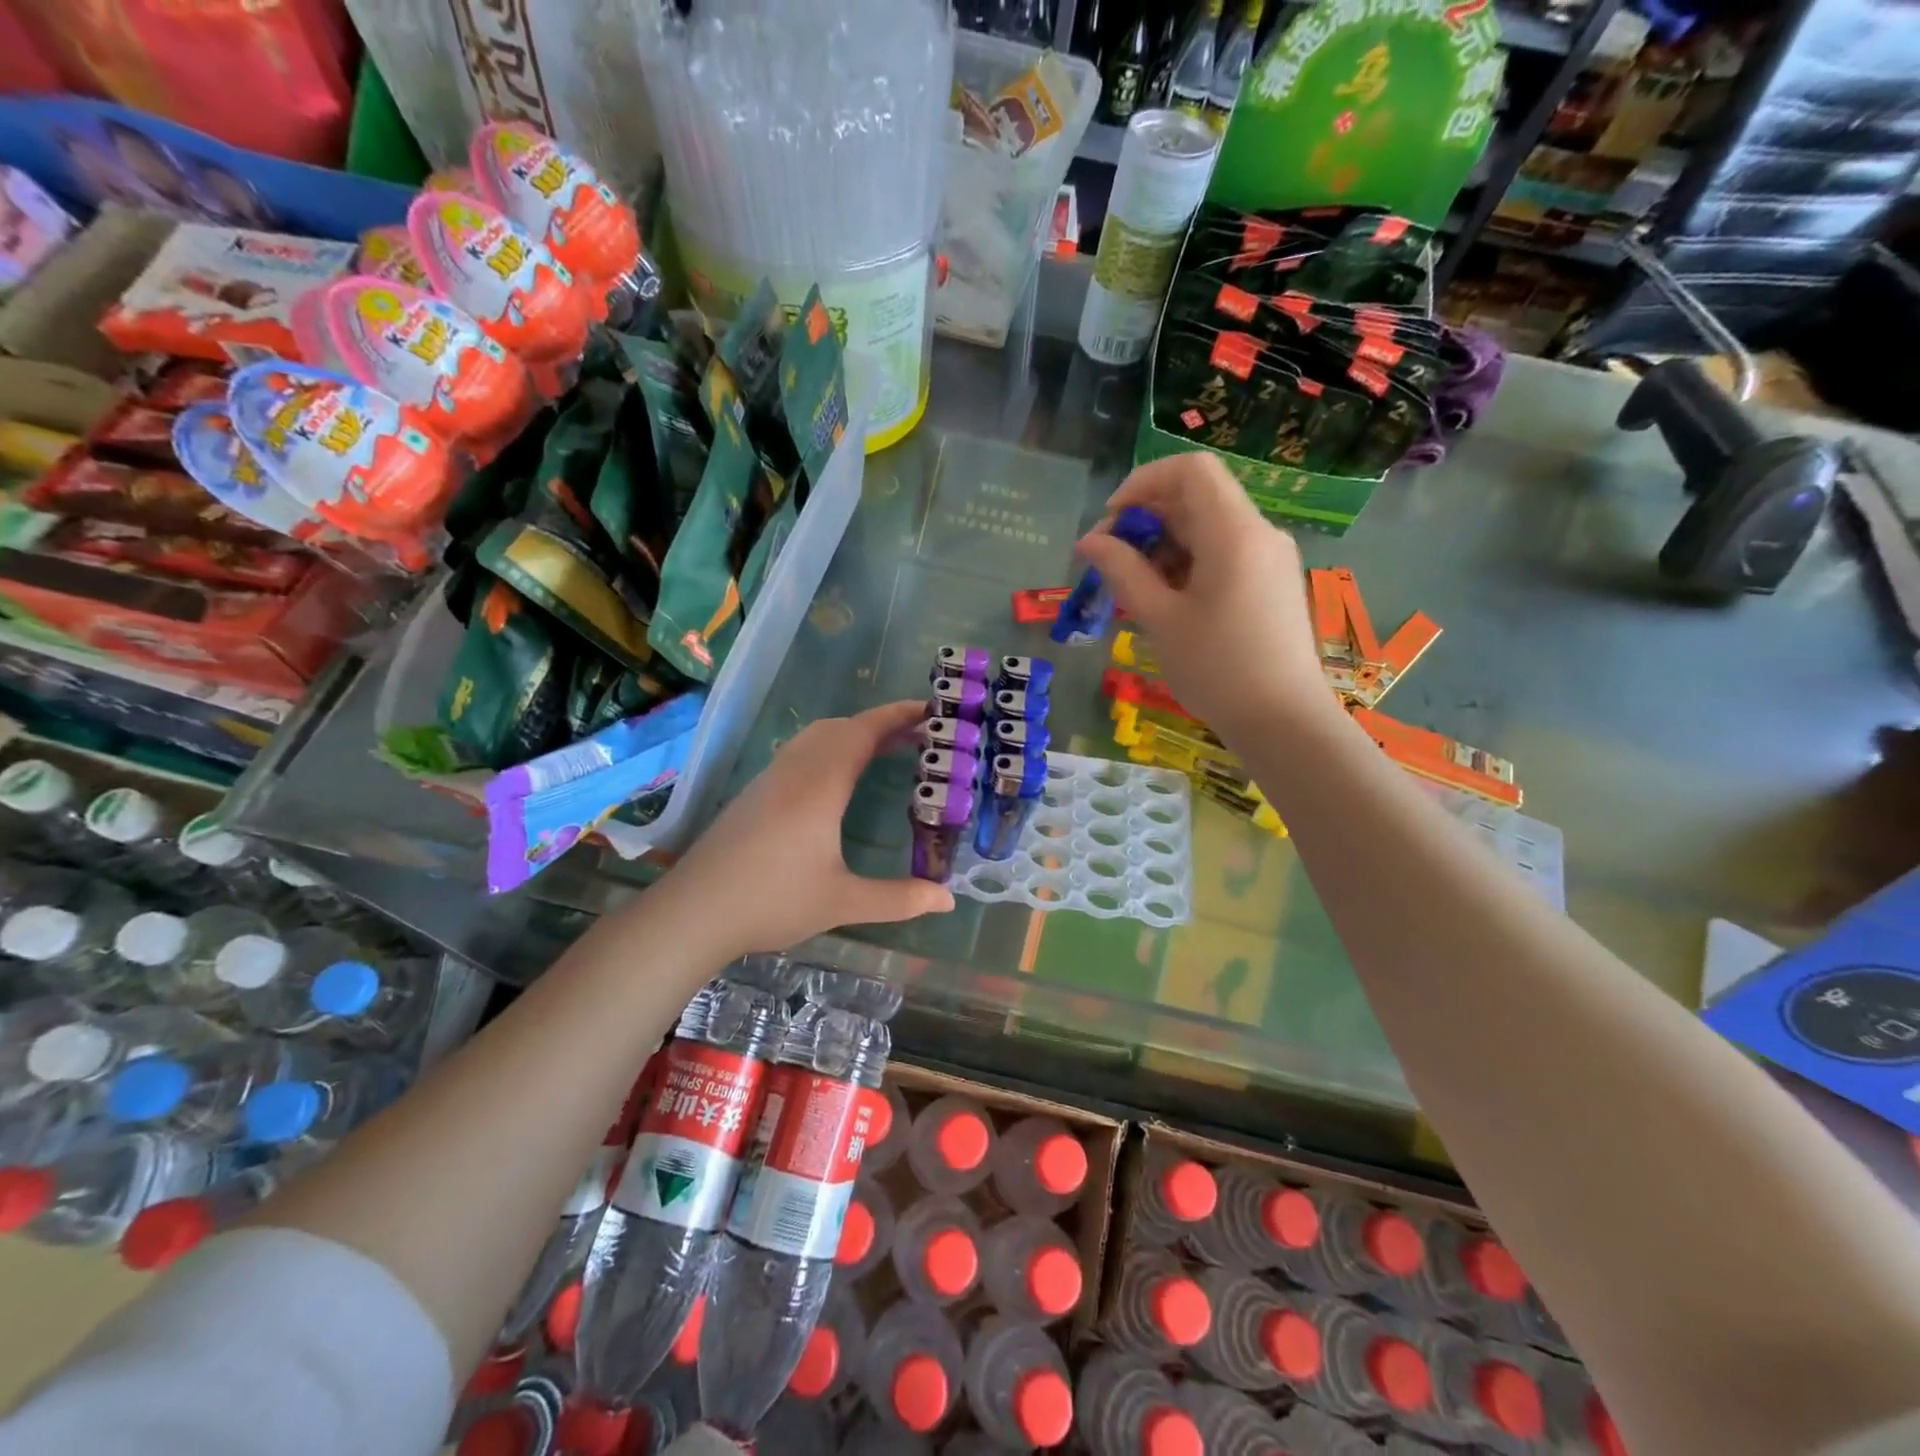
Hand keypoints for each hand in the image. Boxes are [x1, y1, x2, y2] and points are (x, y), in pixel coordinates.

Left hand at [663, 700, 953, 954]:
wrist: (693, 912)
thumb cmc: (771, 902)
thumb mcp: (842, 903)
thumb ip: (899, 899)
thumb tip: (948, 900)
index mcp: (820, 786)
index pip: (863, 732)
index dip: (897, 716)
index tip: (930, 710)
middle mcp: (794, 772)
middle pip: (840, 728)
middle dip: (880, 724)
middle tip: (918, 736)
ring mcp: (769, 780)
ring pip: (816, 738)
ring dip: (852, 734)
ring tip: (884, 752)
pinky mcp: (754, 794)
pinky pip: (799, 753)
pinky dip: (830, 749)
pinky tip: (837, 781)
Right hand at [1075, 453, 1330, 735]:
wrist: (1283, 722)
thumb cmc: (1217, 669)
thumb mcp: (1160, 619)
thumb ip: (1122, 571)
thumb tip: (1088, 541)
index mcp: (1234, 532)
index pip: (1190, 470)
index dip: (1143, 482)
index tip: (1111, 521)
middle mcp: (1259, 533)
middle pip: (1198, 496)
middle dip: (1148, 518)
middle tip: (1112, 562)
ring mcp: (1270, 557)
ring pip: (1209, 526)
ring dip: (1165, 544)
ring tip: (1135, 589)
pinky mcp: (1271, 582)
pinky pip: (1224, 552)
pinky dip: (1189, 562)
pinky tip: (1167, 601)